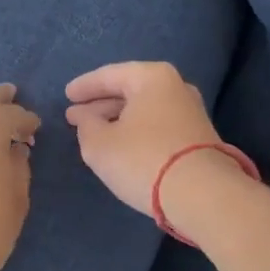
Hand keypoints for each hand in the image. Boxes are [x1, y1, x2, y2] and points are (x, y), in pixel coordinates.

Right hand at [64, 61, 221, 217]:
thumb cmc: (143, 160)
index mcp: (152, 77)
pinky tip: (123, 145)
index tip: (66, 95)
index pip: (110, 75)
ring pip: (145, 109)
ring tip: (95, 132)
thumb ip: (86, 126)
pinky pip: (158, 125)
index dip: (84, 86)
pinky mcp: (198, 137)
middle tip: (76, 116)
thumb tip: (85, 117)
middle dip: (101, 104)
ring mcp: (191, 112)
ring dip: (119, 119)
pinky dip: (137, 131)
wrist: (202, 195)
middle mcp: (176, 87)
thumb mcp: (99, 144)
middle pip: (130, 90)